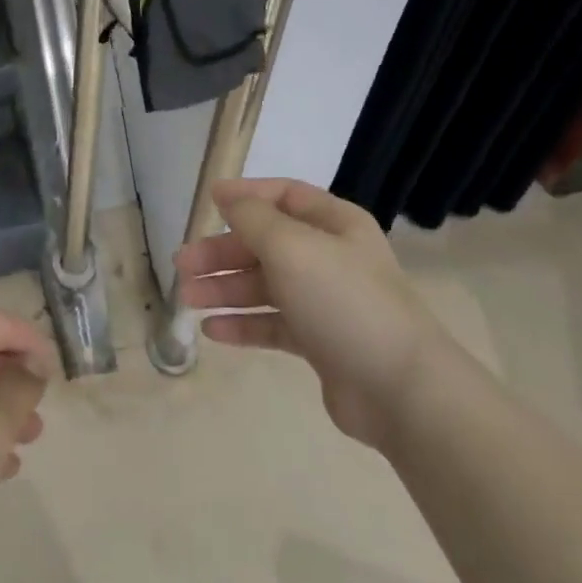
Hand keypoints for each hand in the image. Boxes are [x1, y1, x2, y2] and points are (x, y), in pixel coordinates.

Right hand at [177, 178, 445, 450]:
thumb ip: (253, 218)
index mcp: (334, 224)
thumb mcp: (292, 247)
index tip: (206, 204)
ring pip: (265, 286)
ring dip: (225, 290)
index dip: (245, 196)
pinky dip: (243, 325)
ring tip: (188, 299)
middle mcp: (330, 257)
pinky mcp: (320, 342)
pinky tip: (213, 331)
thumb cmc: (343, 300)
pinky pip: (273, 324)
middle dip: (222, 252)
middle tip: (182, 265)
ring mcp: (325, 302)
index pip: (284, 196)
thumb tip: (227, 194)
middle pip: (266, 244)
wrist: (400, 388)